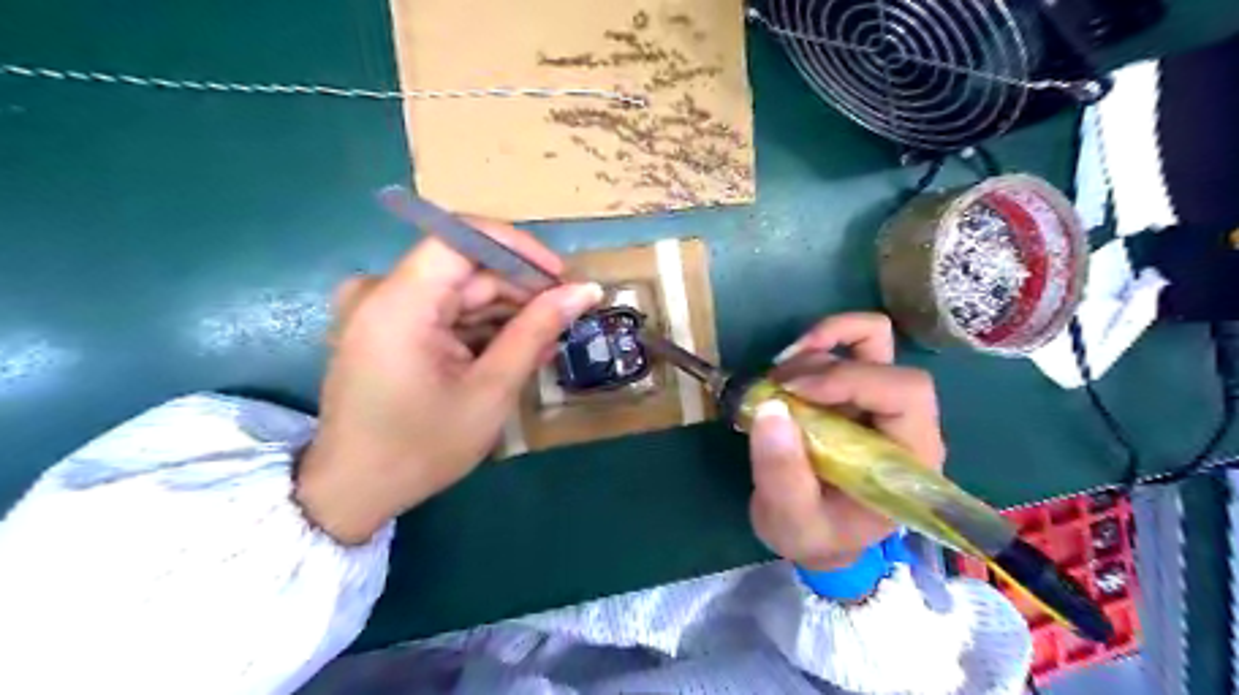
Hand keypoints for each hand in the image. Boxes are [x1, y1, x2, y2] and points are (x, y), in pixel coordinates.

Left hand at [290, 221, 601, 545]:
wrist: (354, 492)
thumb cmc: (422, 447)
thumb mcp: (491, 390)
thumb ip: (537, 331)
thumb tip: (585, 290)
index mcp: (398, 303)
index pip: (463, 237)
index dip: (519, 249)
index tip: (561, 278)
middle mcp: (381, 292)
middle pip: (465, 268)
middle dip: (520, 290)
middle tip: (565, 320)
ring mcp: (380, 308)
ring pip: (460, 290)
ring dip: (506, 313)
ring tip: (546, 342)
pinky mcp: (385, 326)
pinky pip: (444, 311)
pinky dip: (481, 327)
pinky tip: (514, 351)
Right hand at [745, 313, 950, 568]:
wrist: (818, 537)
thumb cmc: (815, 536)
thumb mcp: (792, 521)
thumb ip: (782, 474)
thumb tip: (770, 408)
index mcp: (909, 457)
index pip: (905, 393)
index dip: (850, 379)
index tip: (792, 392)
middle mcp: (904, 420)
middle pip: (884, 357)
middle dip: (824, 362)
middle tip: (774, 387)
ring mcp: (880, 400)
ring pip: (867, 339)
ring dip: (815, 350)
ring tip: (773, 383)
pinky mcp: (856, 391)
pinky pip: (846, 345)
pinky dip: (814, 345)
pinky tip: (785, 371)